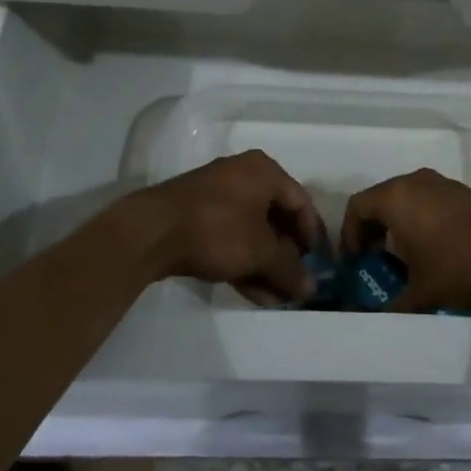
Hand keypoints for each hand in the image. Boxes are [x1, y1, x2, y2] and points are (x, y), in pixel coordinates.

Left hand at [120, 150, 320, 305]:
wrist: (152, 232)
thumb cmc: (218, 229)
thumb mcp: (260, 251)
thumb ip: (289, 269)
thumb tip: (311, 288)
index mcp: (264, 171)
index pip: (301, 202)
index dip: (312, 236)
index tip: (318, 266)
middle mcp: (243, 176)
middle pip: (277, 218)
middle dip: (287, 256)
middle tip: (296, 285)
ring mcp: (218, 196)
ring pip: (253, 232)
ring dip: (267, 266)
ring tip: (278, 299)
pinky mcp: (198, 216)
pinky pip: (231, 238)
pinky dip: (245, 262)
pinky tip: (256, 294)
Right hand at [342, 168, 470, 312]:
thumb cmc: (457, 266)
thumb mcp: (420, 293)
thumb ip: (391, 306)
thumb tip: (371, 322)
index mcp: (395, 198)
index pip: (357, 206)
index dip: (349, 234)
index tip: (355, 261)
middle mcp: (414, 181)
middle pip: (380, 198)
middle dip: (372, 228)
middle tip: (374, 258)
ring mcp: (440, 183)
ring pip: (405, 197)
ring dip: (397, 222)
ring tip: (404, 256)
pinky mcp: (461, 190)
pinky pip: (427, 199)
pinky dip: (419, 217)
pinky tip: (432, 247)